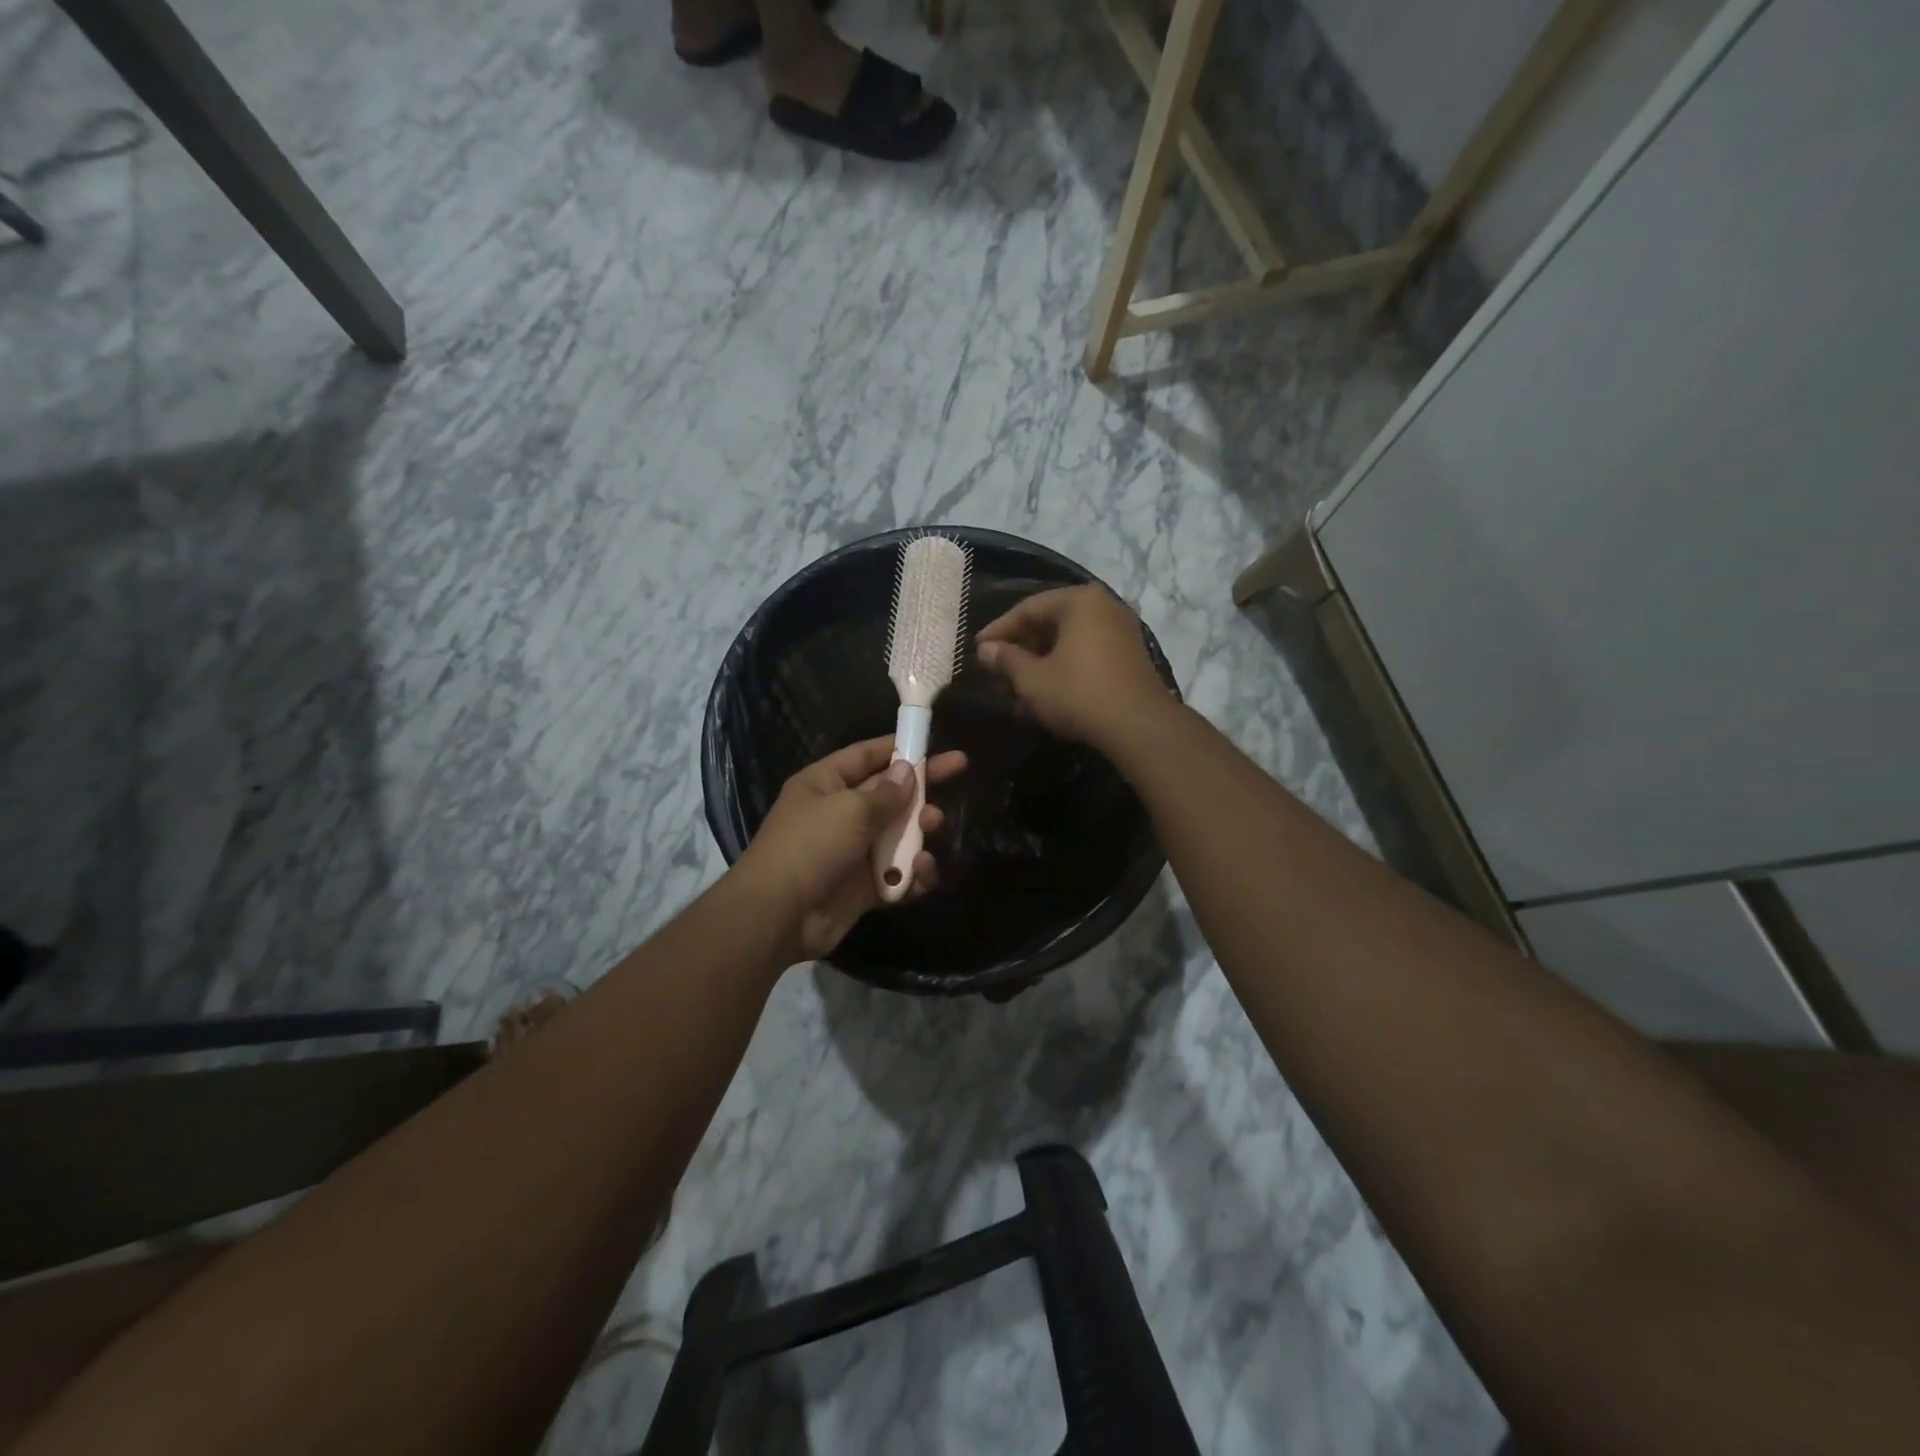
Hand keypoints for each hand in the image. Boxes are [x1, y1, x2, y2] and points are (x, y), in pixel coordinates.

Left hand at [735, 736, 966, 964]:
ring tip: (933, 825)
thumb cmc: (810, 846)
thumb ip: (885, 793)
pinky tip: (922, 871)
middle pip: (890, 793)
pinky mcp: (864, 887)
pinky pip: (898, 874)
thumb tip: (906, 772)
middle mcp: (840, 813)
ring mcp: (854, 851)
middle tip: (959, 772)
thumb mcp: (850, 810)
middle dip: (921, 786)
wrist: (778, 915)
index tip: (934, 741)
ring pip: (899, 834)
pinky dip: (913, 874)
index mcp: (826, 783)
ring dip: (920, 829)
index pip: (867, 755)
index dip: (899, 746)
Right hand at [975, 586, 1172, 750]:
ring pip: (1067, 643)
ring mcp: (1120, 632)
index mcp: (1079, 601)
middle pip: (1049, 624)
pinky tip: (1042, 698)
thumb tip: (985, 650)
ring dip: (1038, 665)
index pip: (1028, 608)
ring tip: (1014, 692)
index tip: (977, 651)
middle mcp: (1103, 607)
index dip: (999, 630)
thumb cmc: (1079, 694)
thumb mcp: (1032, 679)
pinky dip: (1061, 671)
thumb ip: (1006, 660)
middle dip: (1019, 651)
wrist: (1139, 727)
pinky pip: (1085, 655)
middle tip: (995, 673)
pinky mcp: (1128, 657)